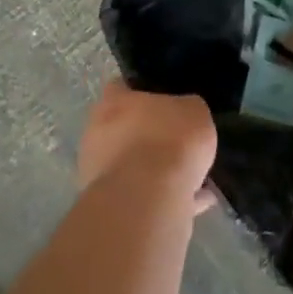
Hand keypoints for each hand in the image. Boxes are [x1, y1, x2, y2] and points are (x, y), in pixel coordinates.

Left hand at [78, 80, 217, 214]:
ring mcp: (98, 173)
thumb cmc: (170, 140)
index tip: (164, 99)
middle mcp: (97, 133)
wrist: (149, 200)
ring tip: (193, 176)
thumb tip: (185, 116)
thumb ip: (186, 110)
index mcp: (113, 102)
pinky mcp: (108, 206)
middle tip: (178, 140)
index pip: (121, 87)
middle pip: (124, 128)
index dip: (142, 92)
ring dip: (156, 170)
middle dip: (149, 135)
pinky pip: (142, 196)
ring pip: (132, 165)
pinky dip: (165, 197)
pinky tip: (195, 201)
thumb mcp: (195, 111)